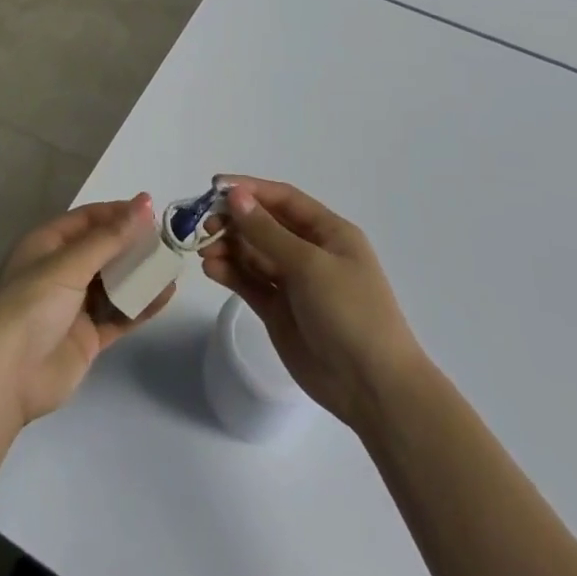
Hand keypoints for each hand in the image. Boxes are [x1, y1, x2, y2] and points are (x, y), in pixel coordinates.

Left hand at [0, 195, 173, 428]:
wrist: (5, 377)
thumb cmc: (30, 305)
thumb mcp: (69, 265)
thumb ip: (110, 238)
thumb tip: (145, 203)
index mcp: (47, 244)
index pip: (88, 219)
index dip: (119, 213)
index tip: (154, 210)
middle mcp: (61, 270)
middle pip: (104, 250)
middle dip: (134, 243)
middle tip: (170, 238)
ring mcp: (75, 305)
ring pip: (115, 282)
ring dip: (141, 274)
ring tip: (174, 264)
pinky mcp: (88, 337)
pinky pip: (120, 314)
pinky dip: (141, 305)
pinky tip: (165, 294)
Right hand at [200, 178, 424, 431]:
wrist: (372, 387)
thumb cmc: (350, 312)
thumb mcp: (310, 265)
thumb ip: (267, 232)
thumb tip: (235, 196)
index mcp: (328, 233)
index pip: (283, 199)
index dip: (250, 190)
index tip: (215, 187)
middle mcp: (310, 252)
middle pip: (265, 225)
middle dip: (234, 221)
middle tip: (205, 226)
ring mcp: (294, 283)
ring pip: (253, 254)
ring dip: (228, 247)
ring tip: (204, 251)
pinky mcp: (279, 311)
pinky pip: (250, 282)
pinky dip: (230, 273)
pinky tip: (211, 268)